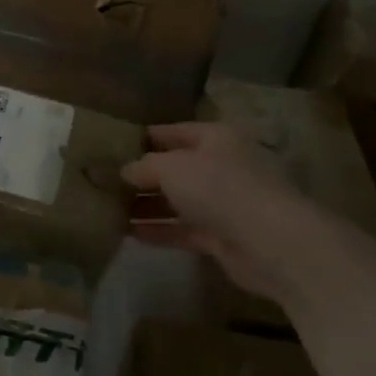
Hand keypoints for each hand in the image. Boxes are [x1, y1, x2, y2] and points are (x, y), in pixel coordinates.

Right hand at [122, 122, 329, 304]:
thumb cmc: (220, 188)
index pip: (174, 132)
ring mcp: (224, 204)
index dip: (144, 138)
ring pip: (177, 201)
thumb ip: (144, 166)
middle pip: (175, 168)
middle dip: (142, 176)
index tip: (112, 146)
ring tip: (108, 209)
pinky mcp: (223, 238)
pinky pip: (183, 230)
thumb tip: (124, 171)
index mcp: (215, 138)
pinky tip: (129, 233)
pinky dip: (159, 231)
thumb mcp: (172, 167)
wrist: (272, 242)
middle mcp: (221, 166)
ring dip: (146, 206)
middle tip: (104, 182)